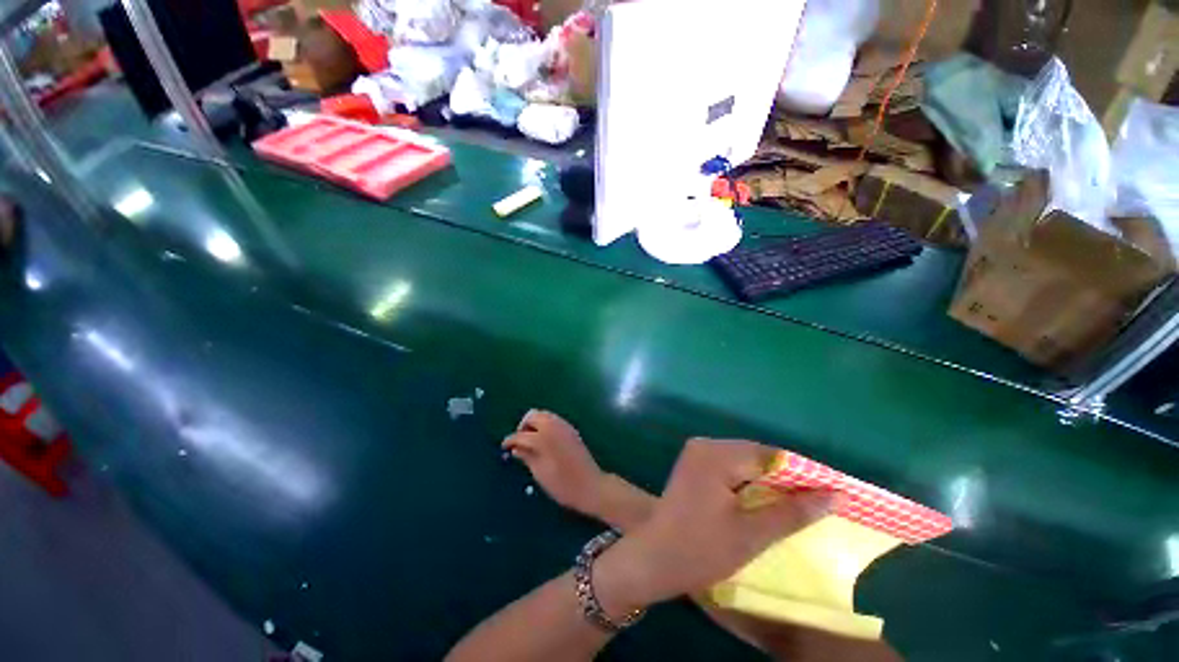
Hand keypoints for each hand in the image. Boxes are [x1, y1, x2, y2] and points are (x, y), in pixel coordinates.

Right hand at [503, 410, 606, 514]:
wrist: (590, 486)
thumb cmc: (562, 484)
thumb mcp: (540, 473)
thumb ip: (527, 457)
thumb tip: (515, 449)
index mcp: (544, 438)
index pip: (521, 435)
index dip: (510, 440)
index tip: (504, 447)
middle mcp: (554, 426)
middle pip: (534, 415)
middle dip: (523, 426)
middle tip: (519, 442)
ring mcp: (565, 426)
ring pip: (544, 415)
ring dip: (535, 424)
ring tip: (530, 442)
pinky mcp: (571, 430)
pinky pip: (554, 420)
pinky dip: (545, 425)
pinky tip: (544, 441)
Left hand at [593, 439, 832, 616]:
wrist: (655, 557)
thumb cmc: (701, 549)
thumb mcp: (752, 534)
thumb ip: (792, 512)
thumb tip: (833, 495)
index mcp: (715, 454)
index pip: (770, 456)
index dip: (803, 474)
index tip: (833, 492)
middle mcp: (705, 445)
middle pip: (757, 456)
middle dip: (788, 478)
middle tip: (820, 500)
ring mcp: (698, 453)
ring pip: (746, 462)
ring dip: (771, 481)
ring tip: (801, 503)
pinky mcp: (696, 465)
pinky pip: (732, 467)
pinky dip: (752, 482)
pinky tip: (768, 501)